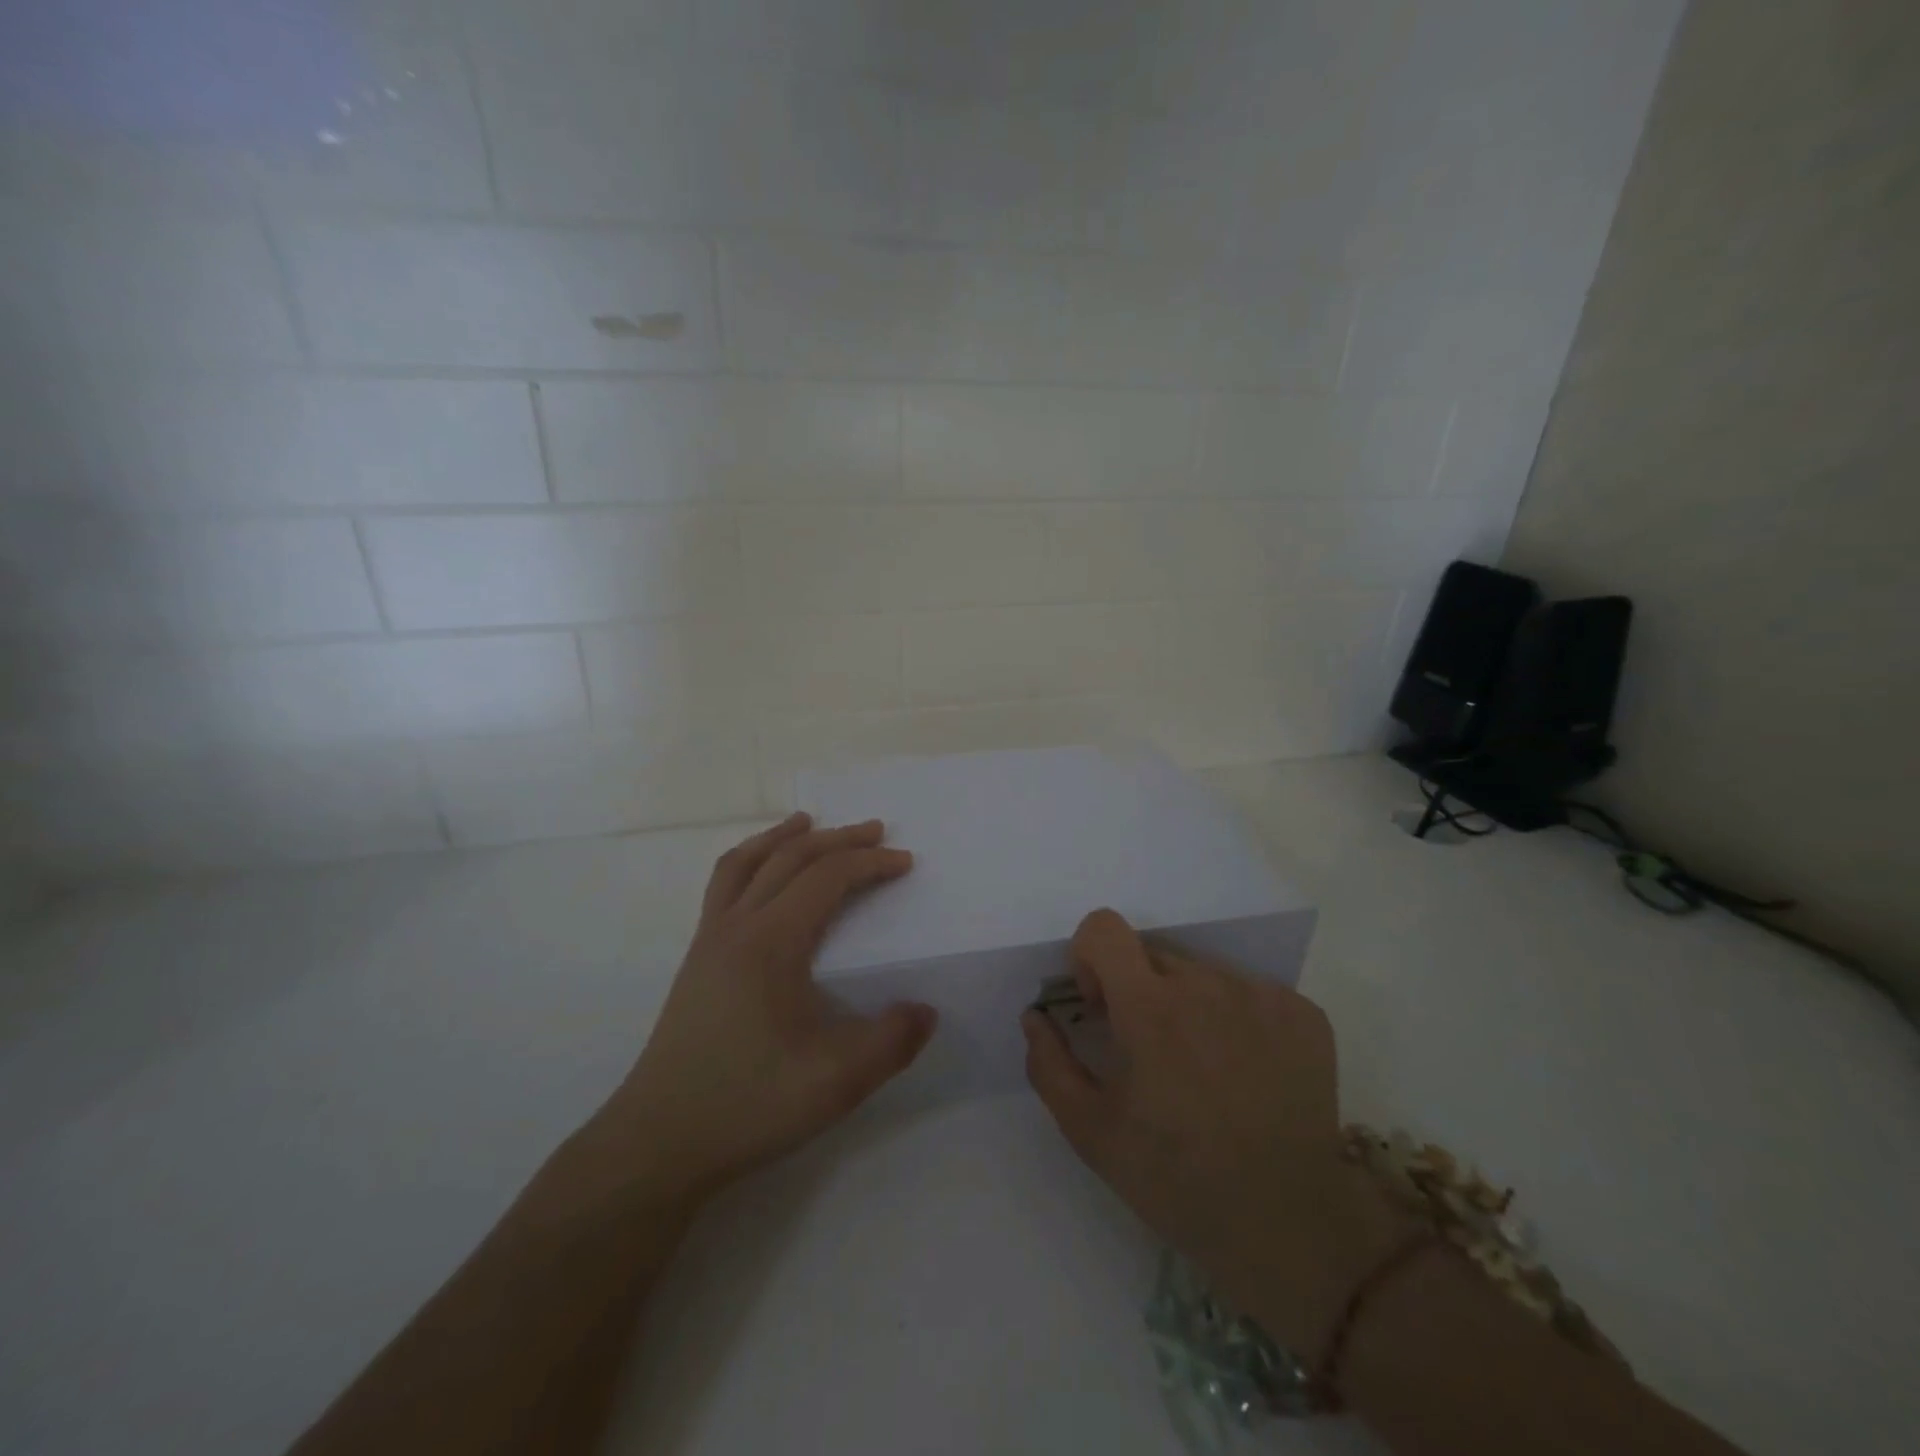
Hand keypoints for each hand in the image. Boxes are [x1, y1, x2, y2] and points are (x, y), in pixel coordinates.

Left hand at [594, 813, 936, 1205]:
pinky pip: (724, 887)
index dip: (870, 863)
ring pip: (746, 863)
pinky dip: (750, 862)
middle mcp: (737, 926)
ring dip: (784, 837)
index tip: (906, 863)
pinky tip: (761, 878)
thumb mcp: (836, 1082)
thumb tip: (927, 1010)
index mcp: (771, 941)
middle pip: (790, 858)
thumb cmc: (748, 1105)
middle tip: (876, 831)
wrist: (658, 1142)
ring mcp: (709, 940)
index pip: (827, 878)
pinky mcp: (697, 960)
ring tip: (808, 822)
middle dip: (838, 839)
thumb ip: (891, 1042)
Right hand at [1021, 909, 1411, 1357]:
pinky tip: (1246, 1074)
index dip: (1090, 958)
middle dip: (1139, 992)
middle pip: (1153, 956)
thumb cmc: (1177, 1179)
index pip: (1104, 928)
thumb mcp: (1092, 1133)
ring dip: (1189, 1006)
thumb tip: (1035, 1016)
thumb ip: (1050, 1065)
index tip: (1102, 1008)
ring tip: (1205, 1071)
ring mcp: (1261, 995)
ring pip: (1203, 975)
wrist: (1292, 1228)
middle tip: (1152, 1055)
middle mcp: (1207, 984)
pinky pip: (1250, 993)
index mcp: (1150, 1006)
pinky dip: (1237, 1020)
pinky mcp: (1303, 1013)